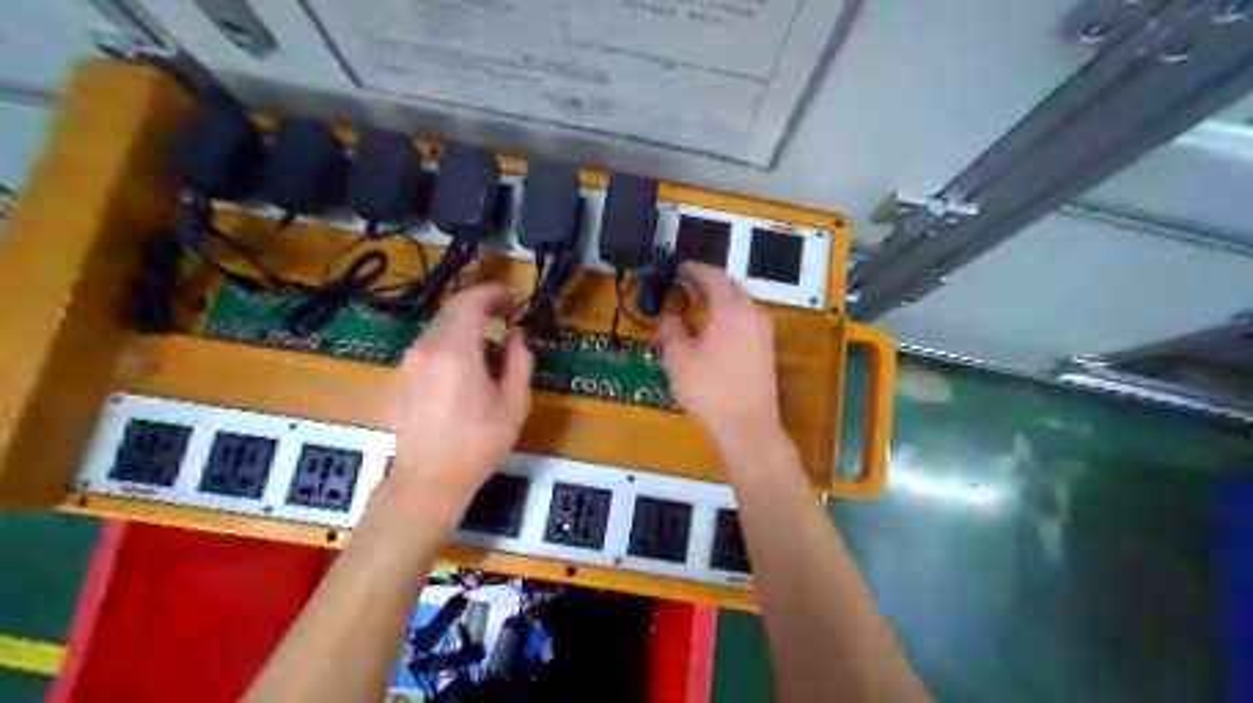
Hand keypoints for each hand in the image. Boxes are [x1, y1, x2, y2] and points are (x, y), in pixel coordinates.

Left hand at [387, 282, 531, 520]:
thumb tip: (517, 337)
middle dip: (480, 306)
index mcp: (456, 350)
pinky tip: (464, 372)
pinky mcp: (401, 381)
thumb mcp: (514, 404)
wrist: (427, 481)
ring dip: (464, 328)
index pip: (469, 301)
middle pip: (451, 311)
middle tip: (505, 316)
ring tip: (489, 347)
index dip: (493, 293)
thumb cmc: (478, 444)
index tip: (513, 300)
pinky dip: (450, 346)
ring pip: (438, 330)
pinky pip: (428, 351)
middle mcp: (427, 349)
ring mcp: (409, 365)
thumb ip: (519, 362)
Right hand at [658, 264, 779, 448]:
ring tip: (704, 306)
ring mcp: (765, 333)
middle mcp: (752, 315)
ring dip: (724, 298)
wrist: (748, 424)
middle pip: (733, 287)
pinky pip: (750, 320)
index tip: (680, 268)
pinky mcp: (769, 350)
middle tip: (690, 283)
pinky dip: (733, 315)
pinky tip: (721, 331)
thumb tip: (669, 316)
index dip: (696, 269)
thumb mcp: (679, 359)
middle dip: (712, 281)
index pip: (714, 278)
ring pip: (744, 304)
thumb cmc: (709, 389)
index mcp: (730, 310)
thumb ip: (671, 331)